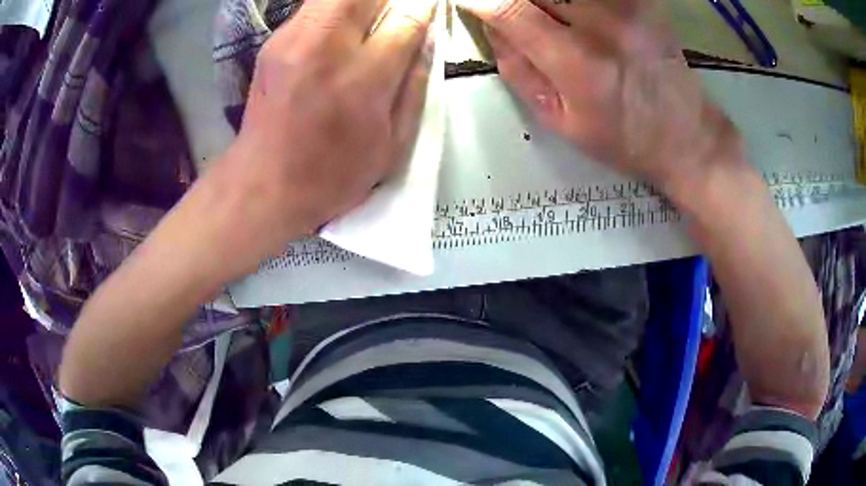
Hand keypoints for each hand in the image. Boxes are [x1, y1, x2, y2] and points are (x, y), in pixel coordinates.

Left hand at [212, 0, 436, 257]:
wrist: (263, 183)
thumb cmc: (333, 173)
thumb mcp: (391, 143)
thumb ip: (415, 86)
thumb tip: (427, 40)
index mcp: (361, 78)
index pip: (406, 20)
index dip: (423, 12)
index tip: (428, 13)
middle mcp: (325, 46)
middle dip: (388, 1)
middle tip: (394, 19)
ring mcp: (292, 39)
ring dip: (360, 3)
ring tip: (367, 26)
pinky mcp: (273, 42)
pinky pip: (313, 7)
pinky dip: (334, 10)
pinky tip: (337, 36)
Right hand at [459, 0, 745, 199]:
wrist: (687, 136)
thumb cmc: (622, 138)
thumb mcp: (559, 120)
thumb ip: (518, 69)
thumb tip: (491, 25)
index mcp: (578, 63)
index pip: (509, 9)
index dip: (478, 0)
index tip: (466, 1)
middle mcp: (602, 23)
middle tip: (510, 12)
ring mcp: (627, 6)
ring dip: (543, 0)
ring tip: (543, 16)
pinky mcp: (641, 0)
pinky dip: (571, 0)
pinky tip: (569, 12)